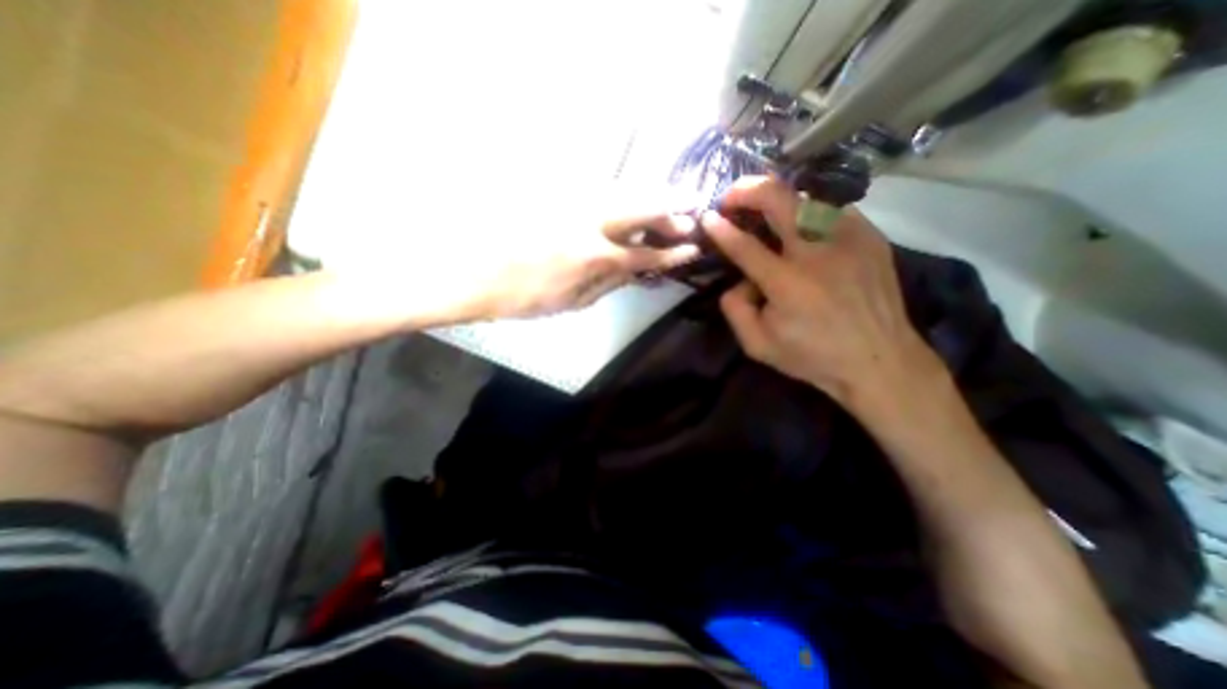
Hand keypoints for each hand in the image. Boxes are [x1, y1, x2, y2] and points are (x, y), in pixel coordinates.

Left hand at [472, 197, 698, 319]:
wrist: (474, 273)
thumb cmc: (524, 298)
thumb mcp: (571, 303)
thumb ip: (608, 284)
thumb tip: (635, 271)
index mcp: (594, 258)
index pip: (645, 253)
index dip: (671, 252)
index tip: (692, 247)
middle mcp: (589, 223)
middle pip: (642, 207)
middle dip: (671, 208)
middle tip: (691, 209)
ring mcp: (571, 203)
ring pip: (623, 190)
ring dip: (650, 195)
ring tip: (668, 200)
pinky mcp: (556, 193)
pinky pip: (599, 189)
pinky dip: (622, 194)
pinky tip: (629, 199)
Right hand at [699, 177, 945, 410]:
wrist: (880, 360)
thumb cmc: (813, 356)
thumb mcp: (758, 345)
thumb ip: (735, 309)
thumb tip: (738, 279)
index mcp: (787, 284)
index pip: (745, 245)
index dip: (721, 229)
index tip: (708, 217)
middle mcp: (817, 253)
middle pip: (779, 199)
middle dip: (747, 190)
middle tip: (732, 197)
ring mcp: (848, 239)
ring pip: (806, 197)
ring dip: (778, 199)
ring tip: (764, 209)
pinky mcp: (870, 237)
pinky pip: (831, 210)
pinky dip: (808, 212)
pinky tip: (801, 227)